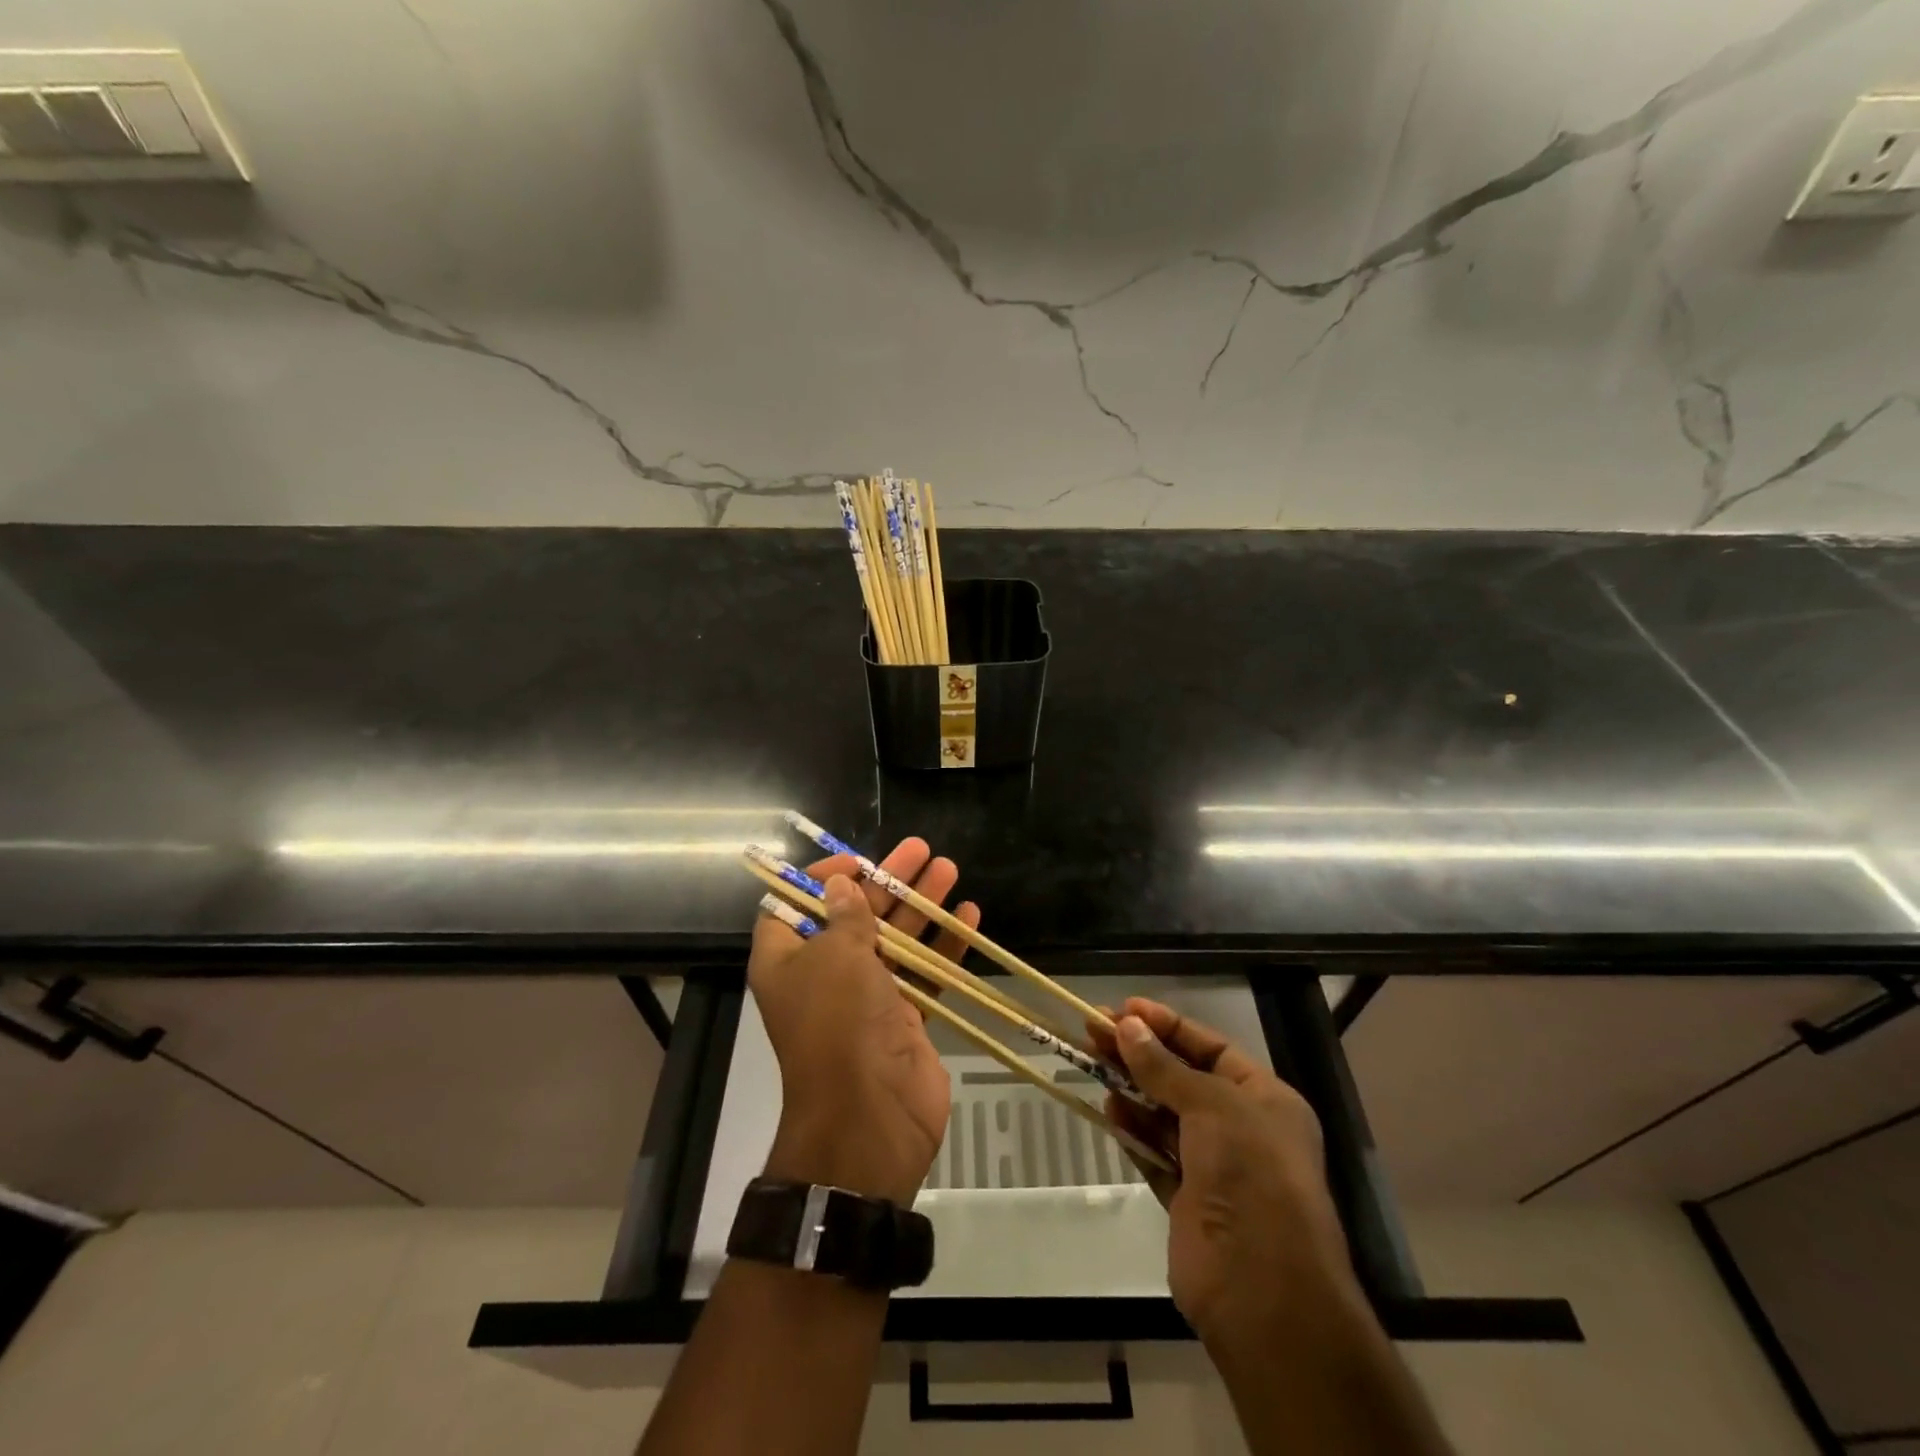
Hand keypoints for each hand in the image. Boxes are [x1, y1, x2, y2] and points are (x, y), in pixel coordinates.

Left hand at [750, 838, 978, 1205]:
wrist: (870, 1118)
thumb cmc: (840, 1024)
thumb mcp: (836, 957)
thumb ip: (845, 916)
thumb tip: (840, 884)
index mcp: (788, 960)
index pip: (795, 906)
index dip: (821, 879)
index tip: (856, 862)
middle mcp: (824, 975)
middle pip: (855, 915)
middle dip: (888, 882)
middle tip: (921, 850)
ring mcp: (866, 998)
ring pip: (895, 940)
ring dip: (921, 906)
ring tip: (949, 869)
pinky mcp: (903, 1018)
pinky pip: (923, 973)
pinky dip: (943, 946)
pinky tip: (969, 916)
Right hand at [1088, 999, 1359, 1343]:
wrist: (1264, 1290)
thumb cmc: (1251, 1174)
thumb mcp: (1212, 1105)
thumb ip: (1164, 1067)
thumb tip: (1126, 1026)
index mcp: (1265, 1099)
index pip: (1211, 1048)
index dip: (1167, 1025)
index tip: (1124, 1009)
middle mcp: (1243, 1129)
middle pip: (1182, 1078)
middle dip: (1140, 1054)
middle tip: (1094, 1030)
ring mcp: (1215, 1169)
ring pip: (1165, 1116)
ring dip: (1132, 1090)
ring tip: (1092, 1063)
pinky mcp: (1189, 1202)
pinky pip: (1155, 1155)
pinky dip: (1133, 1133)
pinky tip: (1108, 1110)